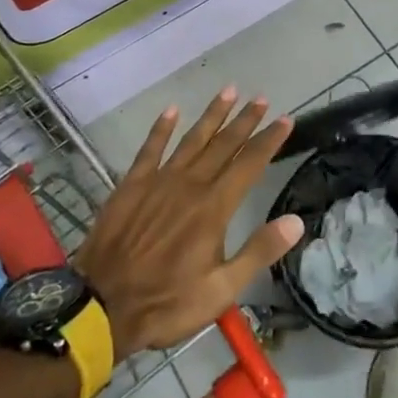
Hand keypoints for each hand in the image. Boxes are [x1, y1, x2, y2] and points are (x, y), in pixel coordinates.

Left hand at [75, 89, 300, 360]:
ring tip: (228, 91)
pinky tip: (171, 110)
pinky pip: (150, 148)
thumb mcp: (222, 290)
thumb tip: (296, 221)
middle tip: (261, 98)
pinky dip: (161, 128)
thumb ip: (259, 251)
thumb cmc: (167, 302)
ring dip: (212, 115)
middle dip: (245, 120)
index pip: (249, 164)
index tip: (285, 120)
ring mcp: (158, 181)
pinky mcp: (131, 185)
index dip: (269, 141)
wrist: (102, 306)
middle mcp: (190, 185)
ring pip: (191, 139)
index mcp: (214, 208)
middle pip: (223, 144)